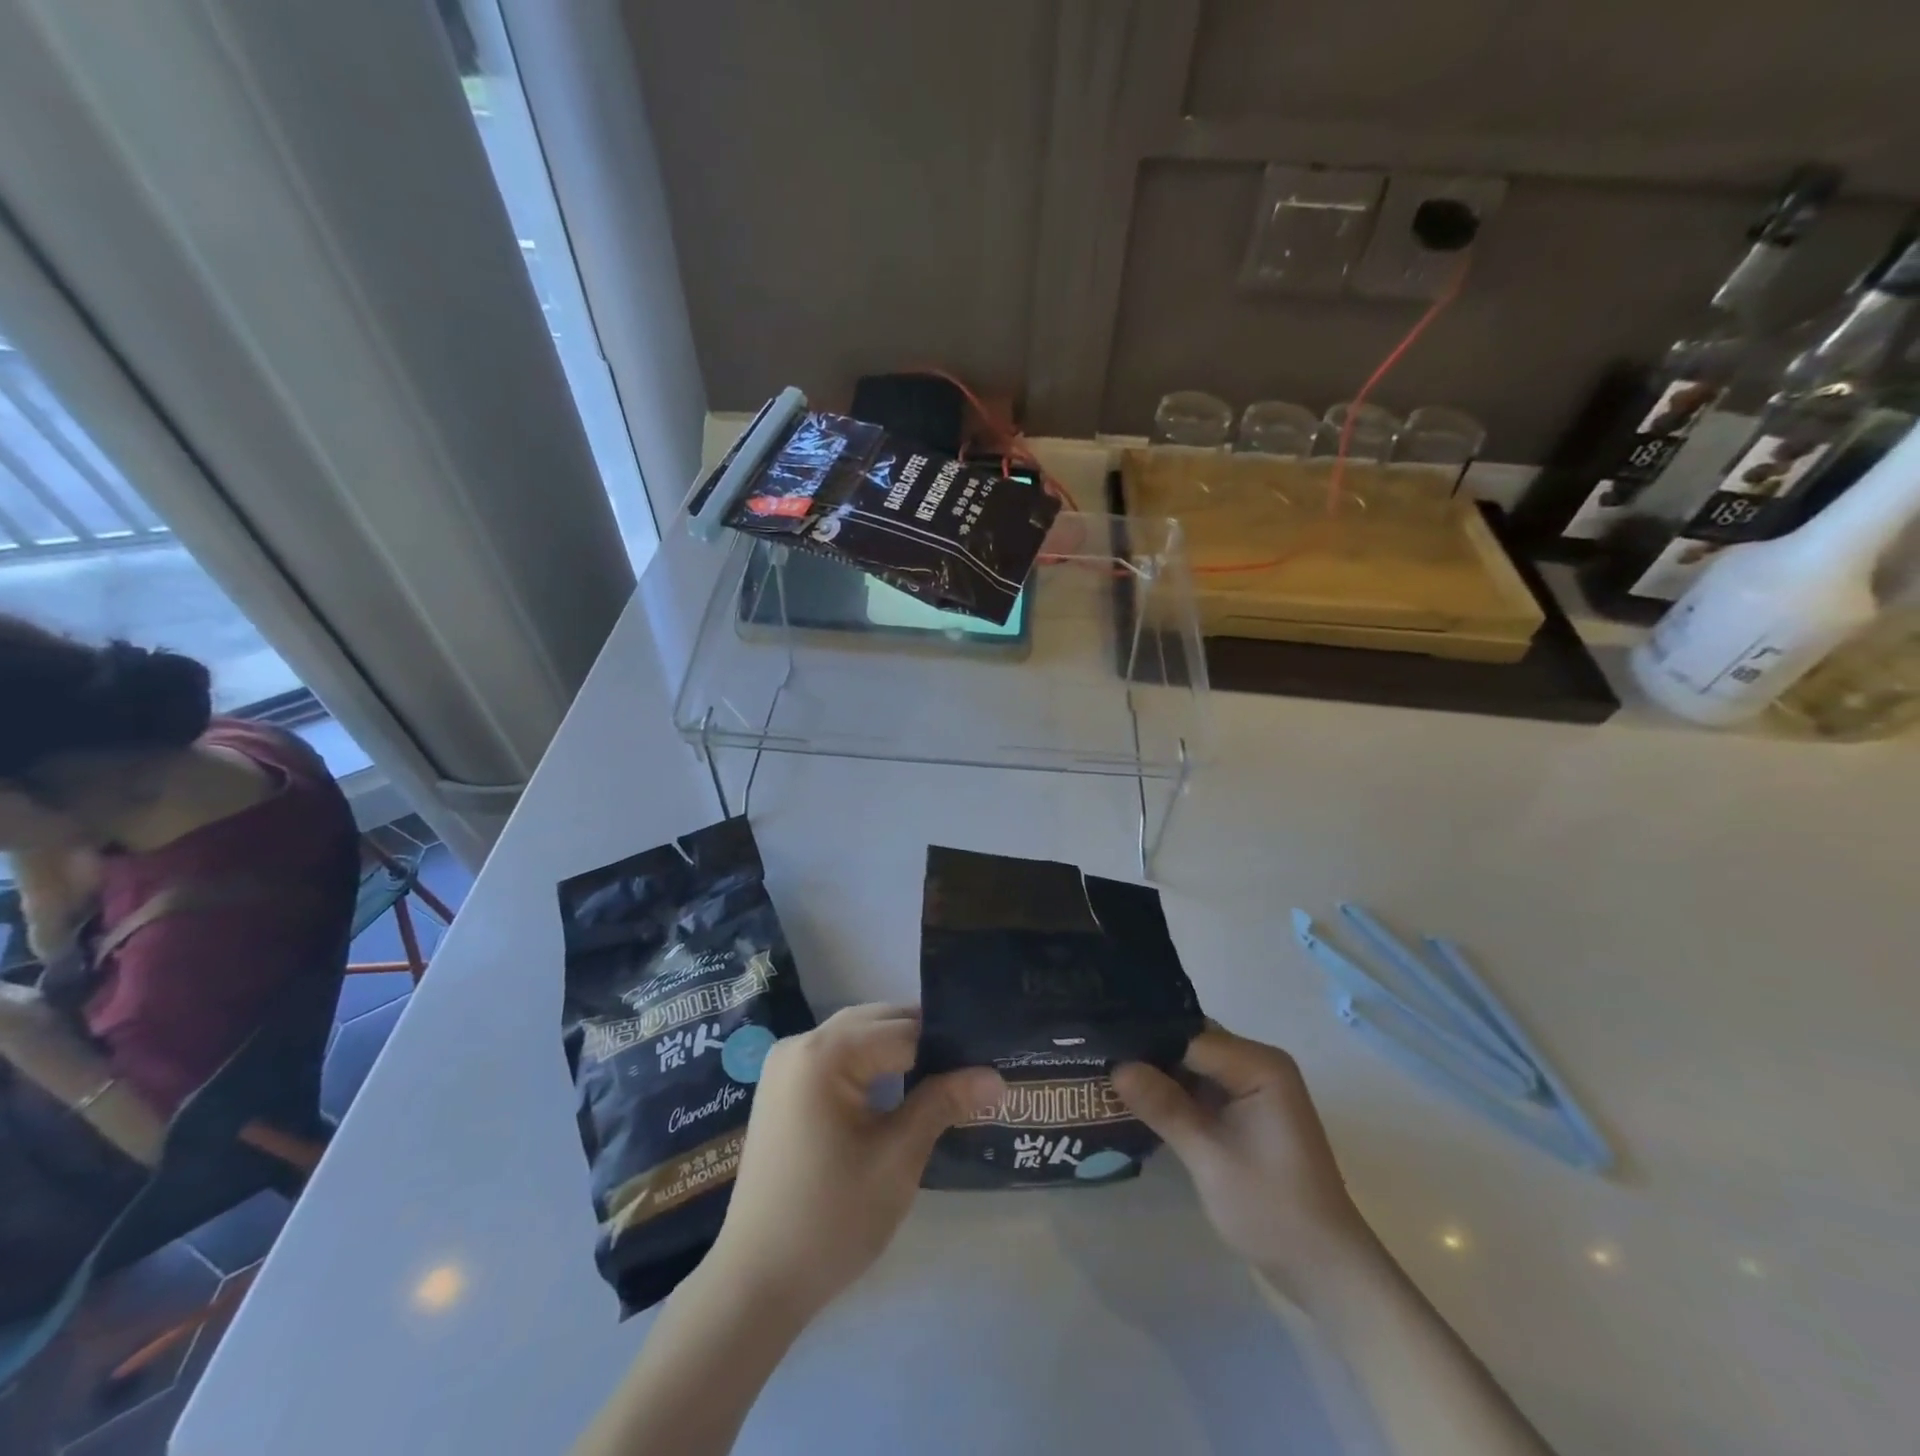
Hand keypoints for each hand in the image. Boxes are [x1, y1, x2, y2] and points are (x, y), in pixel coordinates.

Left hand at [707, 1004, 1003, 1323]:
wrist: (754, 1283)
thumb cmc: (831, 1220)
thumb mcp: (897, 1159)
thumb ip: (943, 1103)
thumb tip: (996, 1076)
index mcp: (826, 1052)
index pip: (905, 1030)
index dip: (949, 1046)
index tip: (987, 1062)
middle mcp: (802, 1042)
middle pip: (878, 1022)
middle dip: (924, 1041)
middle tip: (971, 1069)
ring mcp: (786, 1063)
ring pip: (857, 1035)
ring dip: (897, 1049)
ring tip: (943, 1077)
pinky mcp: (782, 1085)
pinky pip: (836, 1055)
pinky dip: (869, 1062)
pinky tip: (898, 1087)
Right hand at [1112, 1028, 1375, 1292]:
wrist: (1325, 1273)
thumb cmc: (1273, 1210)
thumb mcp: (1210, 1157)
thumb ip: (1164, 1107)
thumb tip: (1115, 1067)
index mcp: (1261, 1065)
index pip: (1191, 1036)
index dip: (1147, 1040)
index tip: (1099, 1044)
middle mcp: (1258, 1065)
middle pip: (1191, 1044)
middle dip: (1147, 1053)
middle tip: (1095, 1055)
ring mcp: (1252, 1089)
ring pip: (1192, 1065)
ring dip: (1156, 1073)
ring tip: (1104, 1071)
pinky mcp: (1245, 1113)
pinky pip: (1200, 1088)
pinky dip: (1172, 1094)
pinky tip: (1134, 1098)